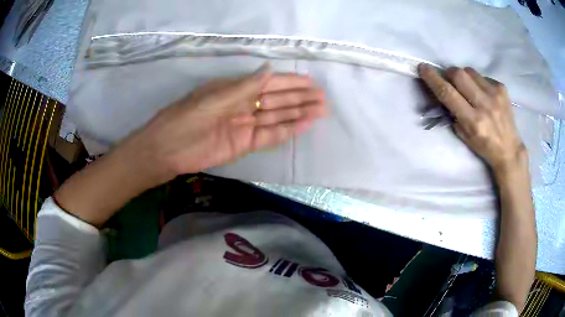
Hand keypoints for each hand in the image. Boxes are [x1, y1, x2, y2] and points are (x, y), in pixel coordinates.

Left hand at [123, 65, 326, 183]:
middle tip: (323, 98)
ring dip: (298, 113)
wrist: (168, 149)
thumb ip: (244, 87)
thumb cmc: (186, 118)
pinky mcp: (244, 144)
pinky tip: (304, 125)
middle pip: (276, 100)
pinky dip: (287, 130)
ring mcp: (245, 125)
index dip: (290, 82)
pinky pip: (270, 135)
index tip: (310, 81)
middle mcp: (243, 105)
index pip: (268, 83)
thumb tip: (269, 70)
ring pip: (277, 117)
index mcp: (235, 89)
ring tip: (320, 110)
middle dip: (300, 98)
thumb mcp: (214, 98)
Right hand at [418, 65, 526, 170]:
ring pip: (470, 71)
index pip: (448, 94)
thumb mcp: (464, 136)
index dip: (433, 79)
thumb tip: (445, 91)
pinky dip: (479, 82)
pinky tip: (484, 94)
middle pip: (459, 74)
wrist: (509, 149)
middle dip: (450, 74)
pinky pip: (483, 76)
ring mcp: (495, 95)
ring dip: (465, 77)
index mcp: (473, 122)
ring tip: (470, 88)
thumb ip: (454, 113)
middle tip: (450, 80)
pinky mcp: (502, 88)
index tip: (423, 68)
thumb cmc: (484, 146)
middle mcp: (484, 105)